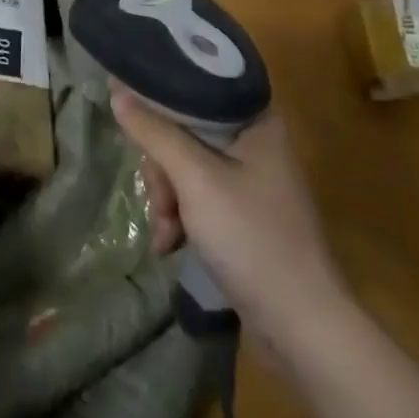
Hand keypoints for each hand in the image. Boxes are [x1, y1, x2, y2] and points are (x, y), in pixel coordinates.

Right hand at [115, 89, 346, 343]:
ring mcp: (251, 182)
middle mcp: (255, 142)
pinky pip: (199, 199)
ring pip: (187, 169)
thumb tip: (116, 90)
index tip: (135, 128)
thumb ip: (154, 132)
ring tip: (166, 235)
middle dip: (163, 172)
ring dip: (168, 201)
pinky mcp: (244, 216)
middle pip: (186, 134)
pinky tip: (171, 245)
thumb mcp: (195, 179)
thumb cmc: (252, 237)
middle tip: (161, 202)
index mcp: (255, 120)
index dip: (160, 106)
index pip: (195, 91)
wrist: (302, 327)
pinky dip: (181, 219)